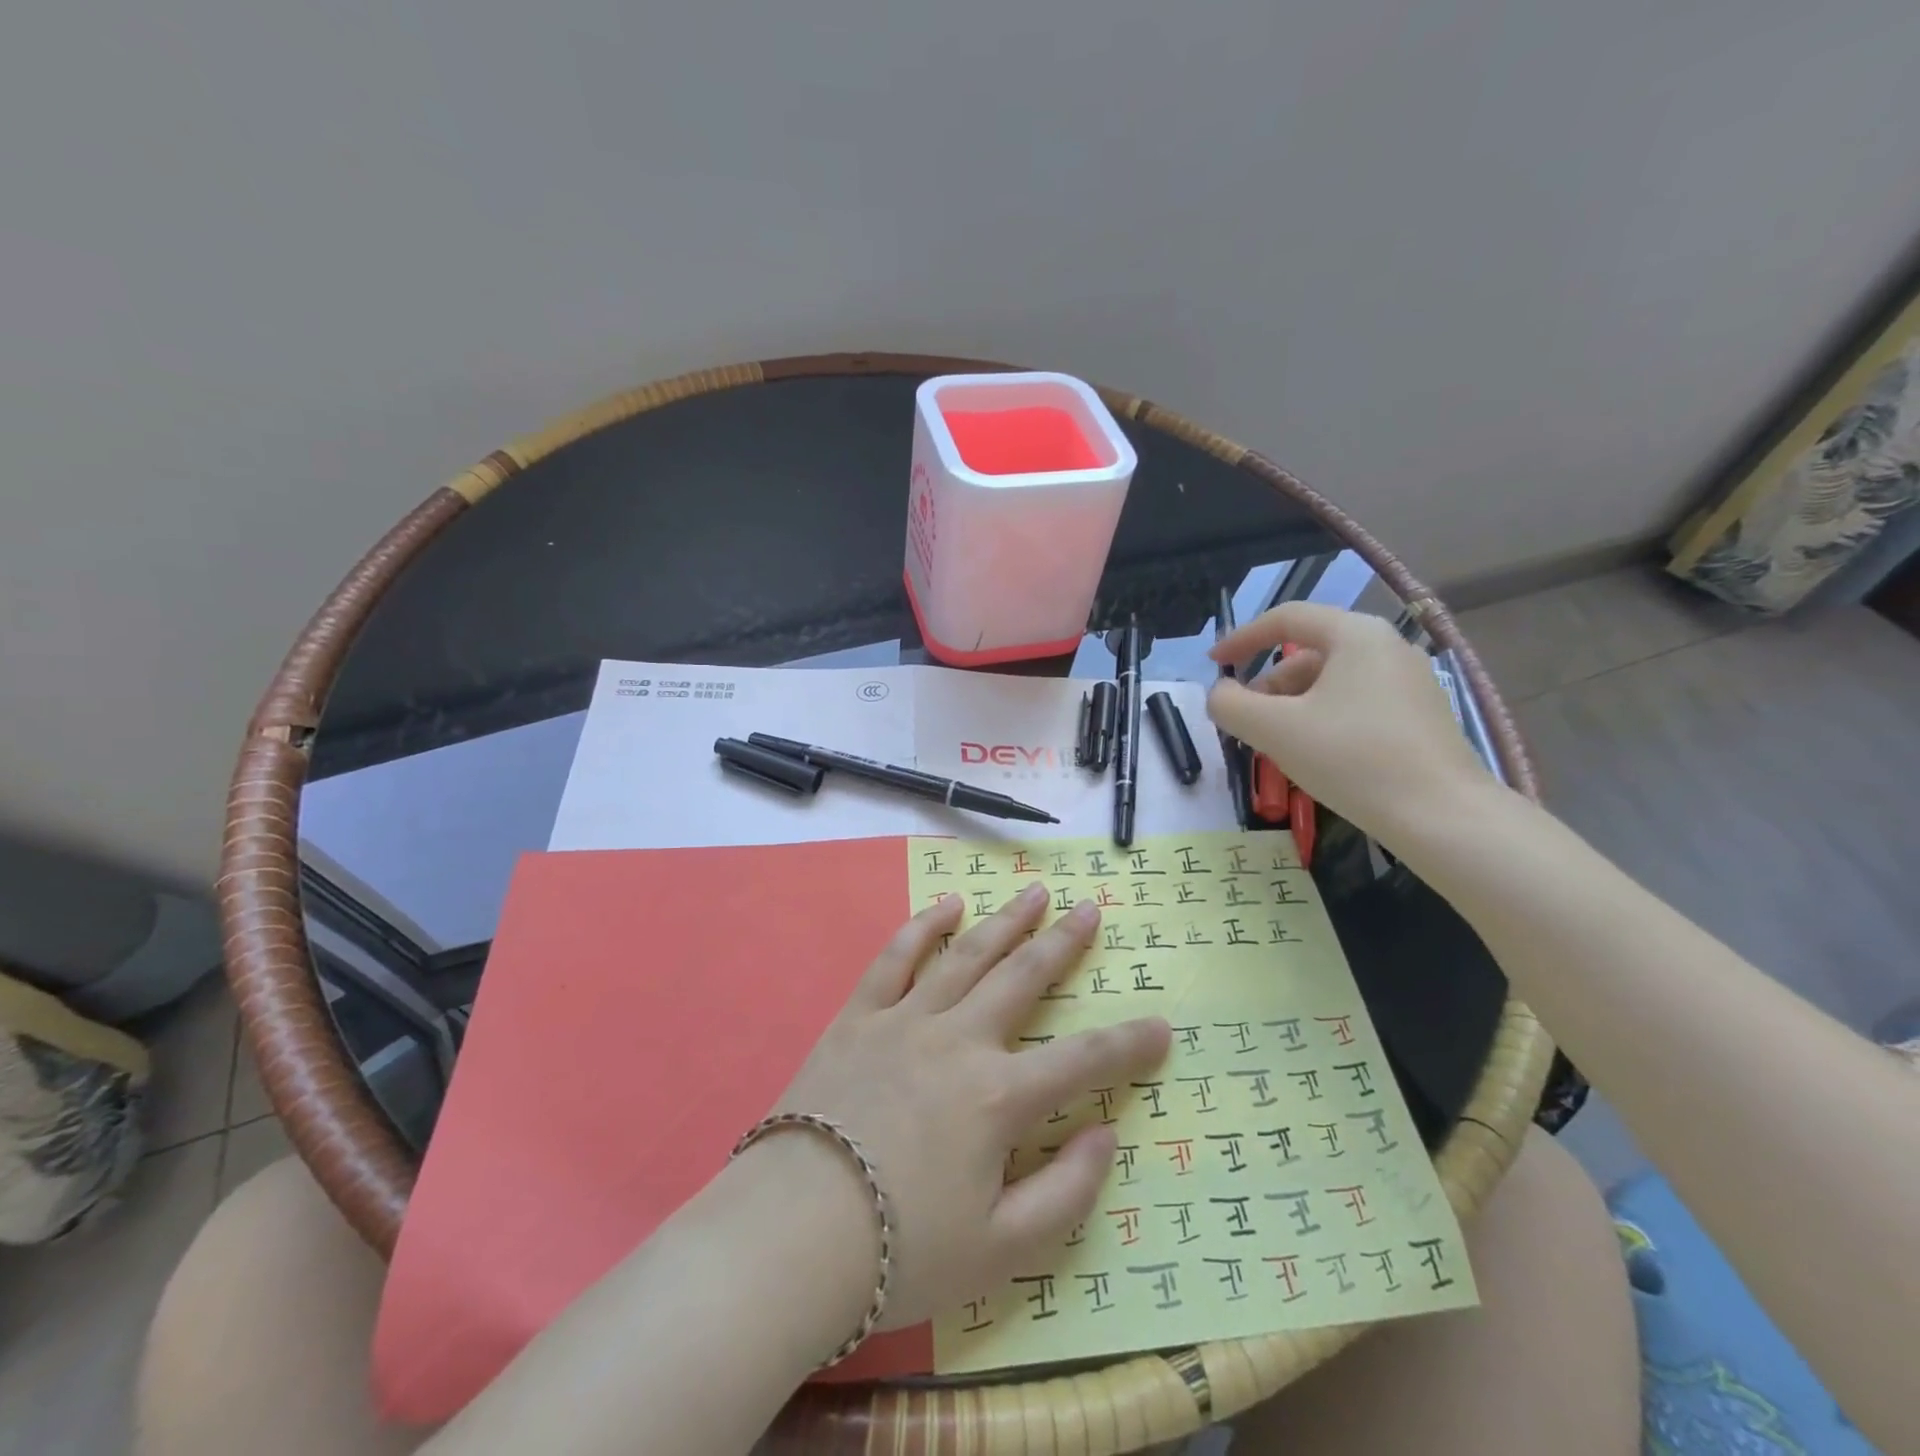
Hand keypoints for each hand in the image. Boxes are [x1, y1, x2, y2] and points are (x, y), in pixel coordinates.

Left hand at [761, 884, 1169, 1332]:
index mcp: (999, 1097)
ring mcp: (906, 1020)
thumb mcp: (1002, 1251)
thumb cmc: (902, 1250)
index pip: (1083, 1061)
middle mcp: (960, 1040)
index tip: (1162, 1026)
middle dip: (1063, 943)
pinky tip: (948, 904)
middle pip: (1024, 977)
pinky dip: (924, 926)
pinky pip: (896, 958)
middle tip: (1089, 910)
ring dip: (1006, 921)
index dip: (1129, 1044)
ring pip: (968, 954)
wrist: (793, 1235)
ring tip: (1034, 894)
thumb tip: (1105, 1134)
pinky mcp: (859, 1016)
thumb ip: (1067, 1193)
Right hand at [1206, 602, 1491, 842]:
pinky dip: (1322, 720)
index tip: (1214, 665)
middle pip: (1308, 653)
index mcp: (1356, 635)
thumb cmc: (1352, 759)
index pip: (1286, 619)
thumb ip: (1230, 704)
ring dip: (1292, 706)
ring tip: (1277, 746)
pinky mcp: (1420, 716)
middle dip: (1267, 685)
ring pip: (1331, 682)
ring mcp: (1410, 682)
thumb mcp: (1273, 729)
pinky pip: (1355, 704)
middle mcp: (1387, 647)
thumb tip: (1220, 694)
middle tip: (1245, 723)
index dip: (1241, 638)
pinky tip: (1316, 757)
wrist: (1442, 817)